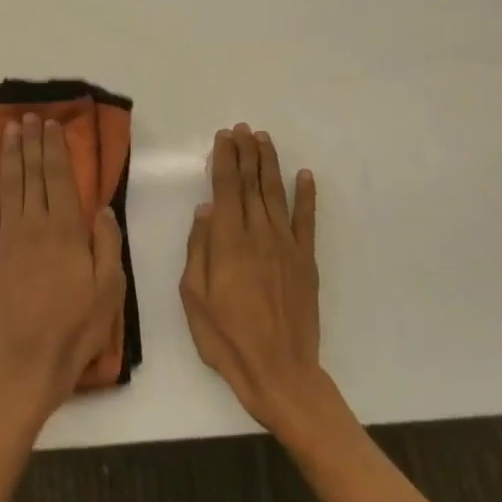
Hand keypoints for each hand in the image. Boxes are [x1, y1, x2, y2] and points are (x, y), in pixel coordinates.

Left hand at [0, 115, 125, 435]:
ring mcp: (5, 237)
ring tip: (11, 130)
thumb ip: (107, 244)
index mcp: (66, 231)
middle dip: (32, 143)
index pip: (59, 178)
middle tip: (30, 118)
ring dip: (10, 154)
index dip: (55, 149)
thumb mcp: (109, 291)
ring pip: (8, 184)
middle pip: (32, 174)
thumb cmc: (74, 330)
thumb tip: (101, 206)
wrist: (24, 365)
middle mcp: (33, 225)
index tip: (52, 126)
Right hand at [180, 123, 331, 438]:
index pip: (226, 189)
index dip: (224, 160)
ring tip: (264, 139)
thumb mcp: (194, 297)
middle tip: (243, 128)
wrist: (279, 372)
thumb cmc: (226, 338)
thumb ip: (199, 249)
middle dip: (246, 153)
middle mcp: (259, 235)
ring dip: (270, 164)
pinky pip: (307, 221)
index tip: (223, 137)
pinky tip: (305, 176)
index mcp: (228, 243)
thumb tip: (205, 210)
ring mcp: (287, 247)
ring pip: (276, 195)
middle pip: (251, 184)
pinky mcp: (306, 262)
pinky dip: (306, 196)